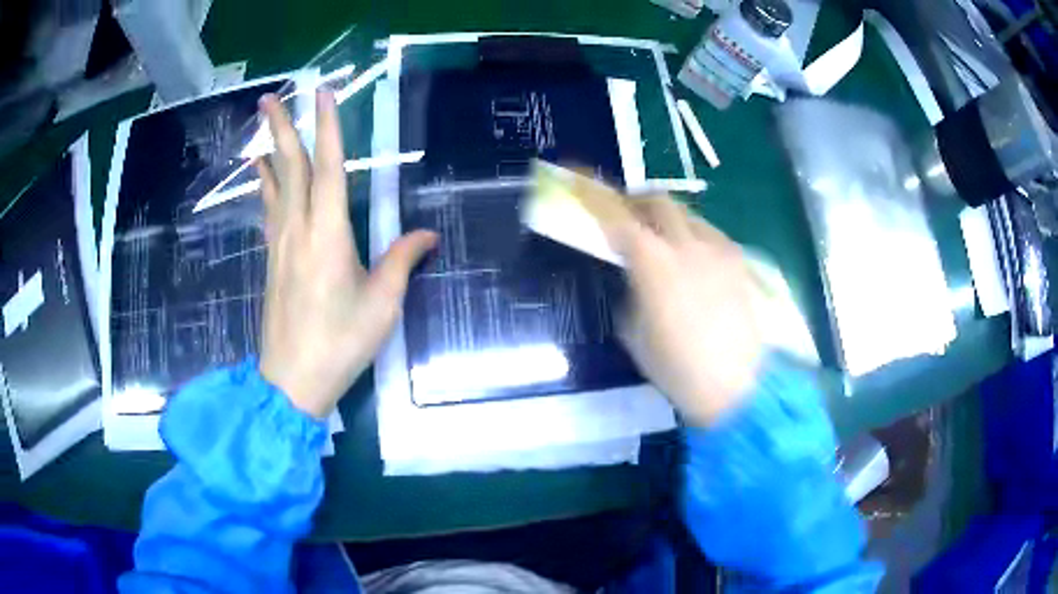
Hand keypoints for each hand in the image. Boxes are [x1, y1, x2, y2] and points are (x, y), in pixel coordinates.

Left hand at [256, 92, 436, 418]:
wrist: (292, 379)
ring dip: (269, 151)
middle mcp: (298, 229)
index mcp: (328, 234)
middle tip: (269, 96)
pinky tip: (263, 177)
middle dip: (280, 127)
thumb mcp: (382, 305)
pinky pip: (269, 210)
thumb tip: (428, 233)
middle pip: (289, 167)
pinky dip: (267, 185)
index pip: (328, 167)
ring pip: (274, 186)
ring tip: (263, 127)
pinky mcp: (273, 260)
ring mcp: (280, 244)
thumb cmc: (340, 342)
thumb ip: (402, 260)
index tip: (322, 93)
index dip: (327, 127)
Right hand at [598, 192, 763, 426]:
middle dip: (637, 201)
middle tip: (627, 216)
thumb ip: (630, 293)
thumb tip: (633, 277)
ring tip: (664, 241)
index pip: (616, 216)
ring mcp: (719, 249)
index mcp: (653, 262)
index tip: (578, 181)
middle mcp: (687, 244)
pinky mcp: (740, 261)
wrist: (739, 386)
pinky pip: (712, 235)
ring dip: (669, 219)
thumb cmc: (679, 368)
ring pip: (689, 215)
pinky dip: (695, 237)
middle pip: (658, 200)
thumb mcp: (635, 334)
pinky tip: (696, 263)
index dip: (595, 196)